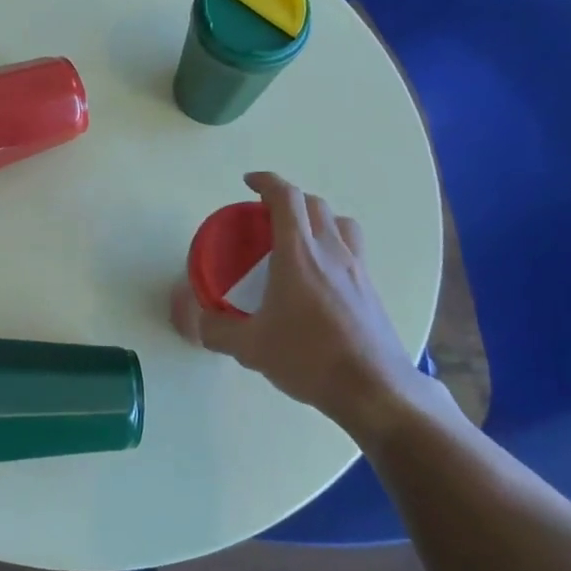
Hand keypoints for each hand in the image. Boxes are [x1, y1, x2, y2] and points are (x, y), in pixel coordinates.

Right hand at [172, 172, 428, 435]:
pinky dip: (334, 246)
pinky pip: (352, 249)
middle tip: (267, 216)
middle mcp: (331, 251)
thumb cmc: (309, 357)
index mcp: (299, 253)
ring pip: (340, 223)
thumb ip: (217, 330)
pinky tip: (321, 277)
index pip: (285, 197)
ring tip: (299, 238)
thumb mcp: (251, 347)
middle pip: (314, 204)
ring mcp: (357, 268)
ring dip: (317, 219)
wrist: (373, 388)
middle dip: (288, 200)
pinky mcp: (371, 289)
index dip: (266, 181)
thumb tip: (196, 321)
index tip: (249, 182)